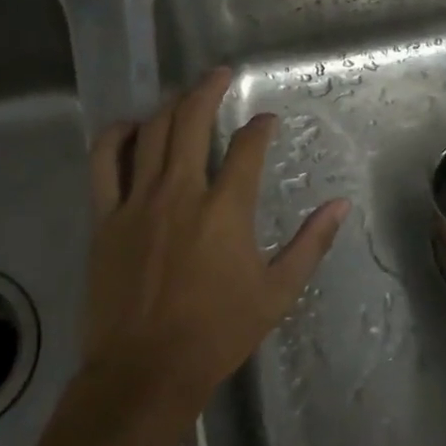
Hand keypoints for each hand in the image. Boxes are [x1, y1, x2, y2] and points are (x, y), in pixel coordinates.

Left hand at [81, 68, 349, 431]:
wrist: (146, 370)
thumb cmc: (218, 333)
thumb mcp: (278, 292)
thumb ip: (311, 244)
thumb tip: (341, 205)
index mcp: (225, 210)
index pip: (247, 147)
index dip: (260, 127)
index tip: (267, 120)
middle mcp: (180, 193)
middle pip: (191, 121)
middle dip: (208, 90)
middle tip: (220, 74)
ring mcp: (137, 202)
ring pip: (150, 133)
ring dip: (168, 105)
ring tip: (182, 94)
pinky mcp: (106, 218)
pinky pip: (105, 163)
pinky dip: (116, 137)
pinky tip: (130, 128)